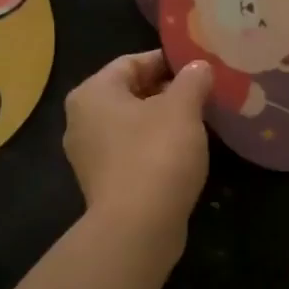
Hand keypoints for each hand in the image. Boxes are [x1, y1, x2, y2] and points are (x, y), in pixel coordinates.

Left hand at [63, 51, 213, 248]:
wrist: (138, 227)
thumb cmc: (157, 154)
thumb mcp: (183, 108)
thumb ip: (192, 80)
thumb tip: (198, 66)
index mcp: (93, 93)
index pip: (133, 62)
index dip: (169, 60)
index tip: (200, 67)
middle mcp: (82, 120)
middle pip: (132, 93)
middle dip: (169, 91)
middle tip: (206, 93)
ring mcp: (90, 155)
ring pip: (134, 125)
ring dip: (165, 121)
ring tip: (201, 122)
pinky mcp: (105, 184)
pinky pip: (134, 152)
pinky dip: (158, 147)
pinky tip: (185, 153)